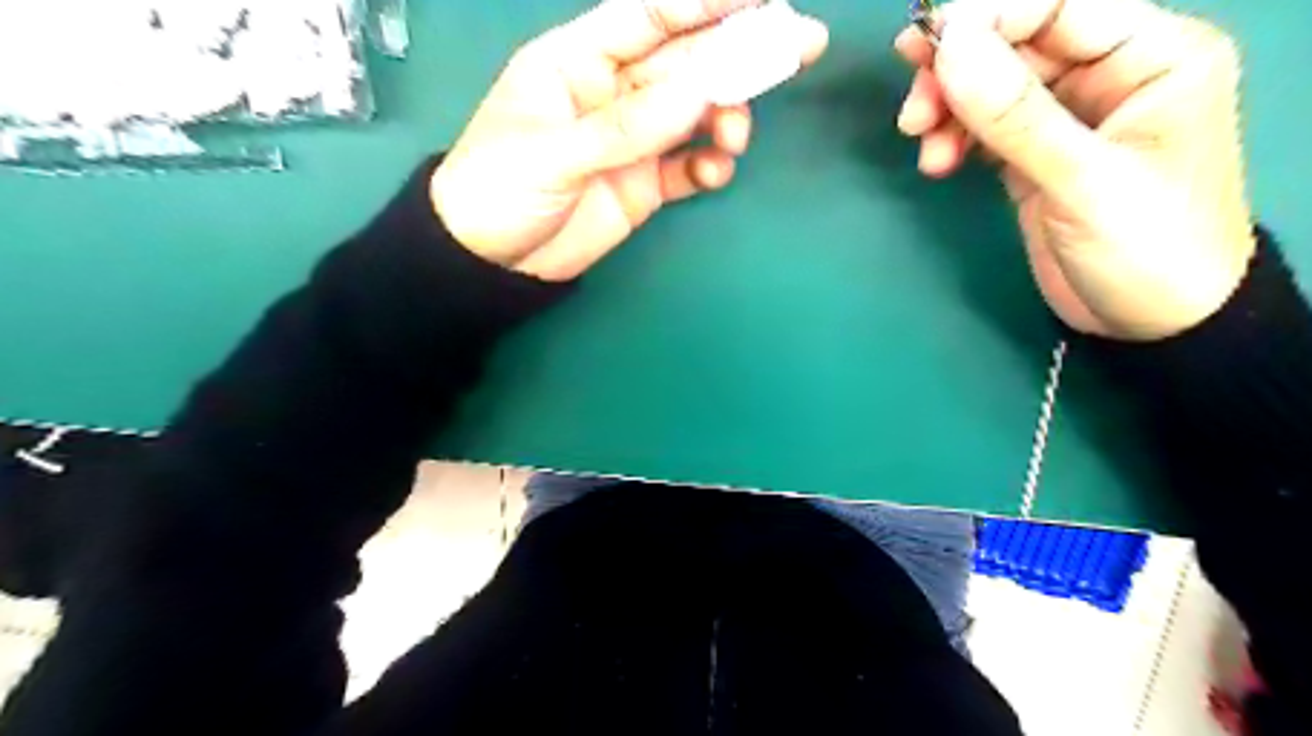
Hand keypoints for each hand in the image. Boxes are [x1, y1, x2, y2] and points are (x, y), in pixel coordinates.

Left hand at [436, 0, 821, 280]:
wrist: (491, 263)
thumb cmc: (499, 190)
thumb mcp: (552, 155)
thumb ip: (624, 128)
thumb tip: (698, 94)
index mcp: (577, 62)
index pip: (648, 17)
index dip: (703, 2)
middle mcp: (612, 93)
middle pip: (684, 61)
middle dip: (739, 52)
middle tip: (801, 43)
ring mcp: (632, 141)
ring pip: (694, 114)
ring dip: (726, 116)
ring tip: (735, 136)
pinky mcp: (643, 184)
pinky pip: (686, 168)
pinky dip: (707, 167)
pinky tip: (714, 173)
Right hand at [899, 0, 1255, 342]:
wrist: (1152, 323)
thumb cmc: (1146, 248)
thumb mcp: (1083, 181)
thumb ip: (1017, 115)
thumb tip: (950, 47)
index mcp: (1151, 55)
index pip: (1060, 5)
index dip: (988, 17)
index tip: (926, 47)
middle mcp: (1109, 74)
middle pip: (1016, 44)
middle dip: (958, 72)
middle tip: (913, 109)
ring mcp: (1068, 117)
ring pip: (992, 87)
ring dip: (948, 109)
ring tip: (922, 144)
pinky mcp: (1035, 155)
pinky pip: (985, 128)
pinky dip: (954, 139)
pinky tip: (938, 164)